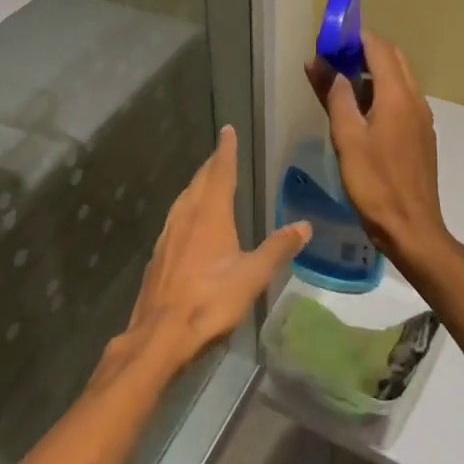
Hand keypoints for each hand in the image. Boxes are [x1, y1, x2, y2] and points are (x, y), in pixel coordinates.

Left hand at [115, 126, 310, 380]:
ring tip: (207, 181)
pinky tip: (188, 221)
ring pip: (184, 199)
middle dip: (212, 165)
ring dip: (197, 185)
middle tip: (221, 153)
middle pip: (199, 182)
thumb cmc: (210, 300)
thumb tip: (304, 225)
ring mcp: (168, 234)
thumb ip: (278, 248)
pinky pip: (175, 218)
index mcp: (210, 214)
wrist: (160, 333)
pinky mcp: (159, 254)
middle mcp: (186, 216)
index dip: (226, 151)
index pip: (220, 172)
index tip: (227, 131)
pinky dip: (186, 208)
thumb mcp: (252, 276)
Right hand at [305, 30, 453, 266]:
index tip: (328, 40)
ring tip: (339, 84)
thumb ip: (337, 97)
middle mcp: (415, 100)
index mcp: (398, 96)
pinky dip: (380, 93)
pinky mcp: (420, 136)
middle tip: (332, 60)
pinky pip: (401, 100)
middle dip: (363, 52)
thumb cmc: (375, 184)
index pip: (379, 48)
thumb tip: (324, 64)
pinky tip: (359, 113)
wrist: (412, 228)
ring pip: (398, 79)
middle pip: (392, 59)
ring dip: (371, 72)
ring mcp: (421, 119)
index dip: (354, 38)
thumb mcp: (347, 138)